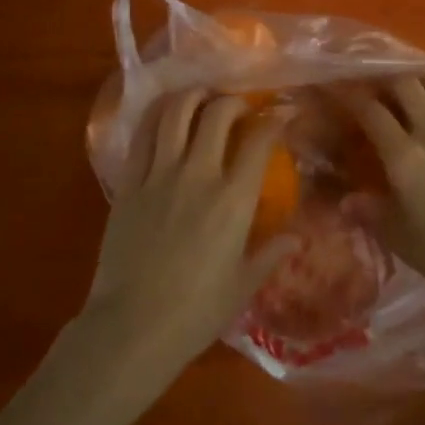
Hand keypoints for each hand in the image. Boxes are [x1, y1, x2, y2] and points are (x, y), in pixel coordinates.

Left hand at [80, 92, 296, 387]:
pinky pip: (142, 134)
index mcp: (233, 199)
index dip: (274, 119)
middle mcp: (198, 174)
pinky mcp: (129, 181)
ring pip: (175, 112)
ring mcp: (159, 174)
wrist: (132, 327)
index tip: (282, 113)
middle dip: (233, 101)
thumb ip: (270, 255)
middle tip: (239, 108)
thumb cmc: (195, 312)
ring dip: (193, 96)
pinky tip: (165, 115)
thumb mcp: (243, 285)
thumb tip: (296, 239)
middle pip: (217, 113)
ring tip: (201, 98)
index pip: (259, 140)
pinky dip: (157, 115)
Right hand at [341, 75, 424, 311]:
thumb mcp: (401, 240)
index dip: (355, 99)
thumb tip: (346, 200)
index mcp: (405, 157)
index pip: (372, 112)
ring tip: (420, 93)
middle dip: (389, 83)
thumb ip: (372, 213)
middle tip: (384, 93)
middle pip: (407, 85)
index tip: (347, 96)